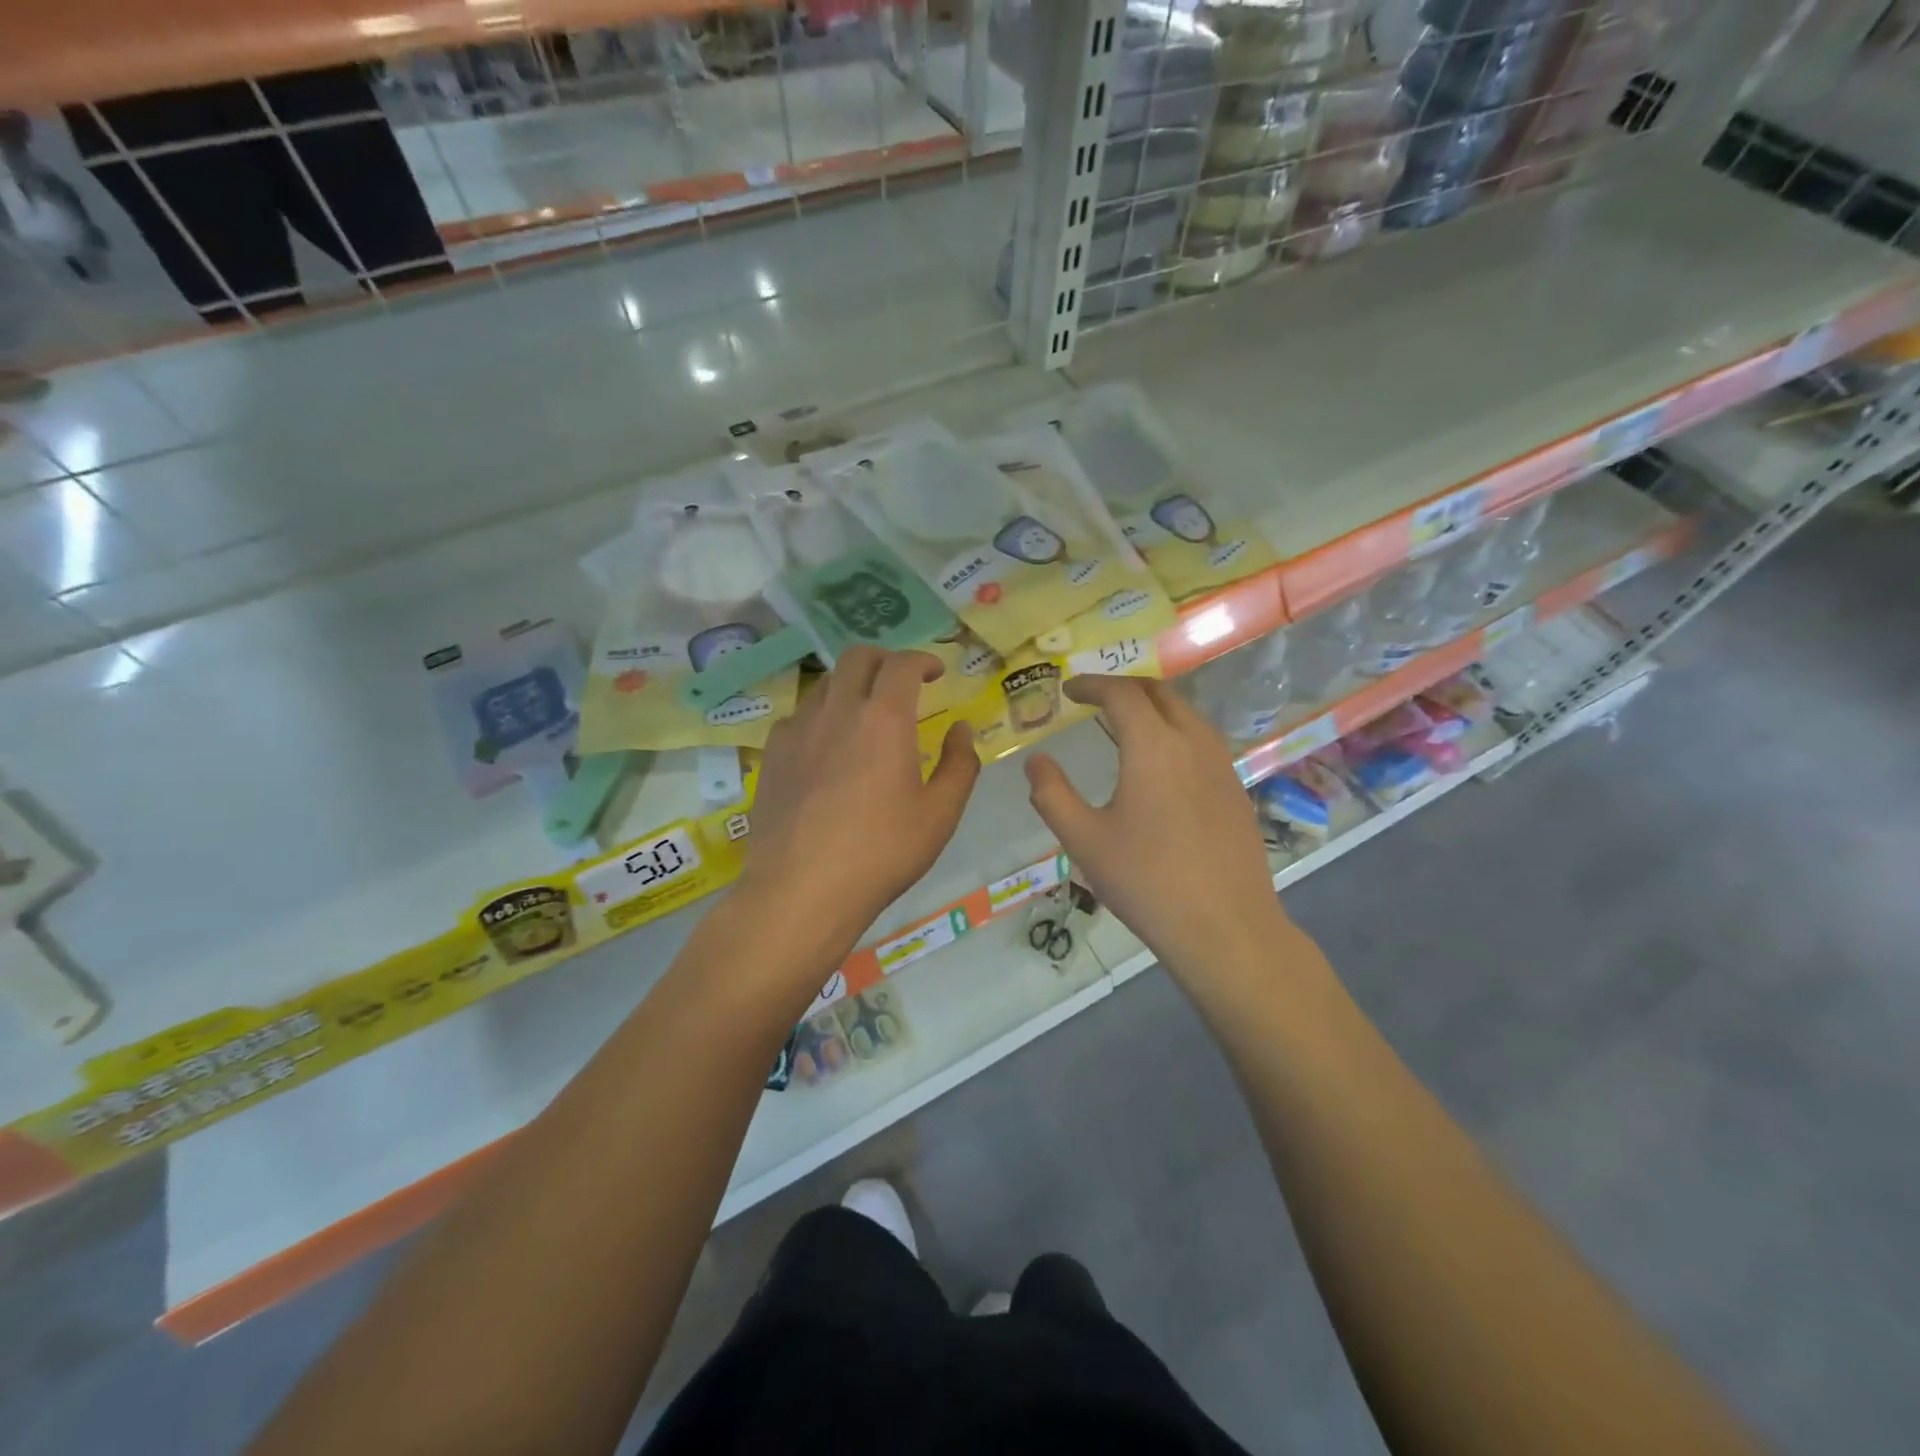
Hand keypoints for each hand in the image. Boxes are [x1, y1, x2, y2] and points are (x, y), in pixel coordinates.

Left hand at [744, 647, 979, 946]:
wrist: (801, 890)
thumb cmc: (881, 853)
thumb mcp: (939, 815)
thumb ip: (959, 765)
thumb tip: (961, 729)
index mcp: (883, 719)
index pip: (902, 664)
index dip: (922, 659)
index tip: (935, 672)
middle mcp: (836, 711)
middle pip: (857, 658)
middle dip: (884, 660)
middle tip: (900, 683)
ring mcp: (797, 731)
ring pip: (824, 685)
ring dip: (850, 688)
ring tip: (863, 717)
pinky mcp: (771, 755)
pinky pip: (797, 718)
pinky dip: (819, 718)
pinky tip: (825, 750)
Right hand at [1025, 676, 1284, 978]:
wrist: (1225, 928)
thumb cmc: (1146, 881)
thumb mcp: (1084, 840)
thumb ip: (1052, 794)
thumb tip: (1036, 761)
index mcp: (1153, 746)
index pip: (1121, 694)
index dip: (1092, 685)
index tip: (1069, 690)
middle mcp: (1193, 743)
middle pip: (1160, 693)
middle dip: (1124, 688)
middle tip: (1095, 699)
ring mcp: (1222, 766)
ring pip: (1187, 714)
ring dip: (1154, 707)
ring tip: (1126, 725)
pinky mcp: (1236, 791)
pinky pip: (1203, 741)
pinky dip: (1175, 732)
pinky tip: (1162, 765)